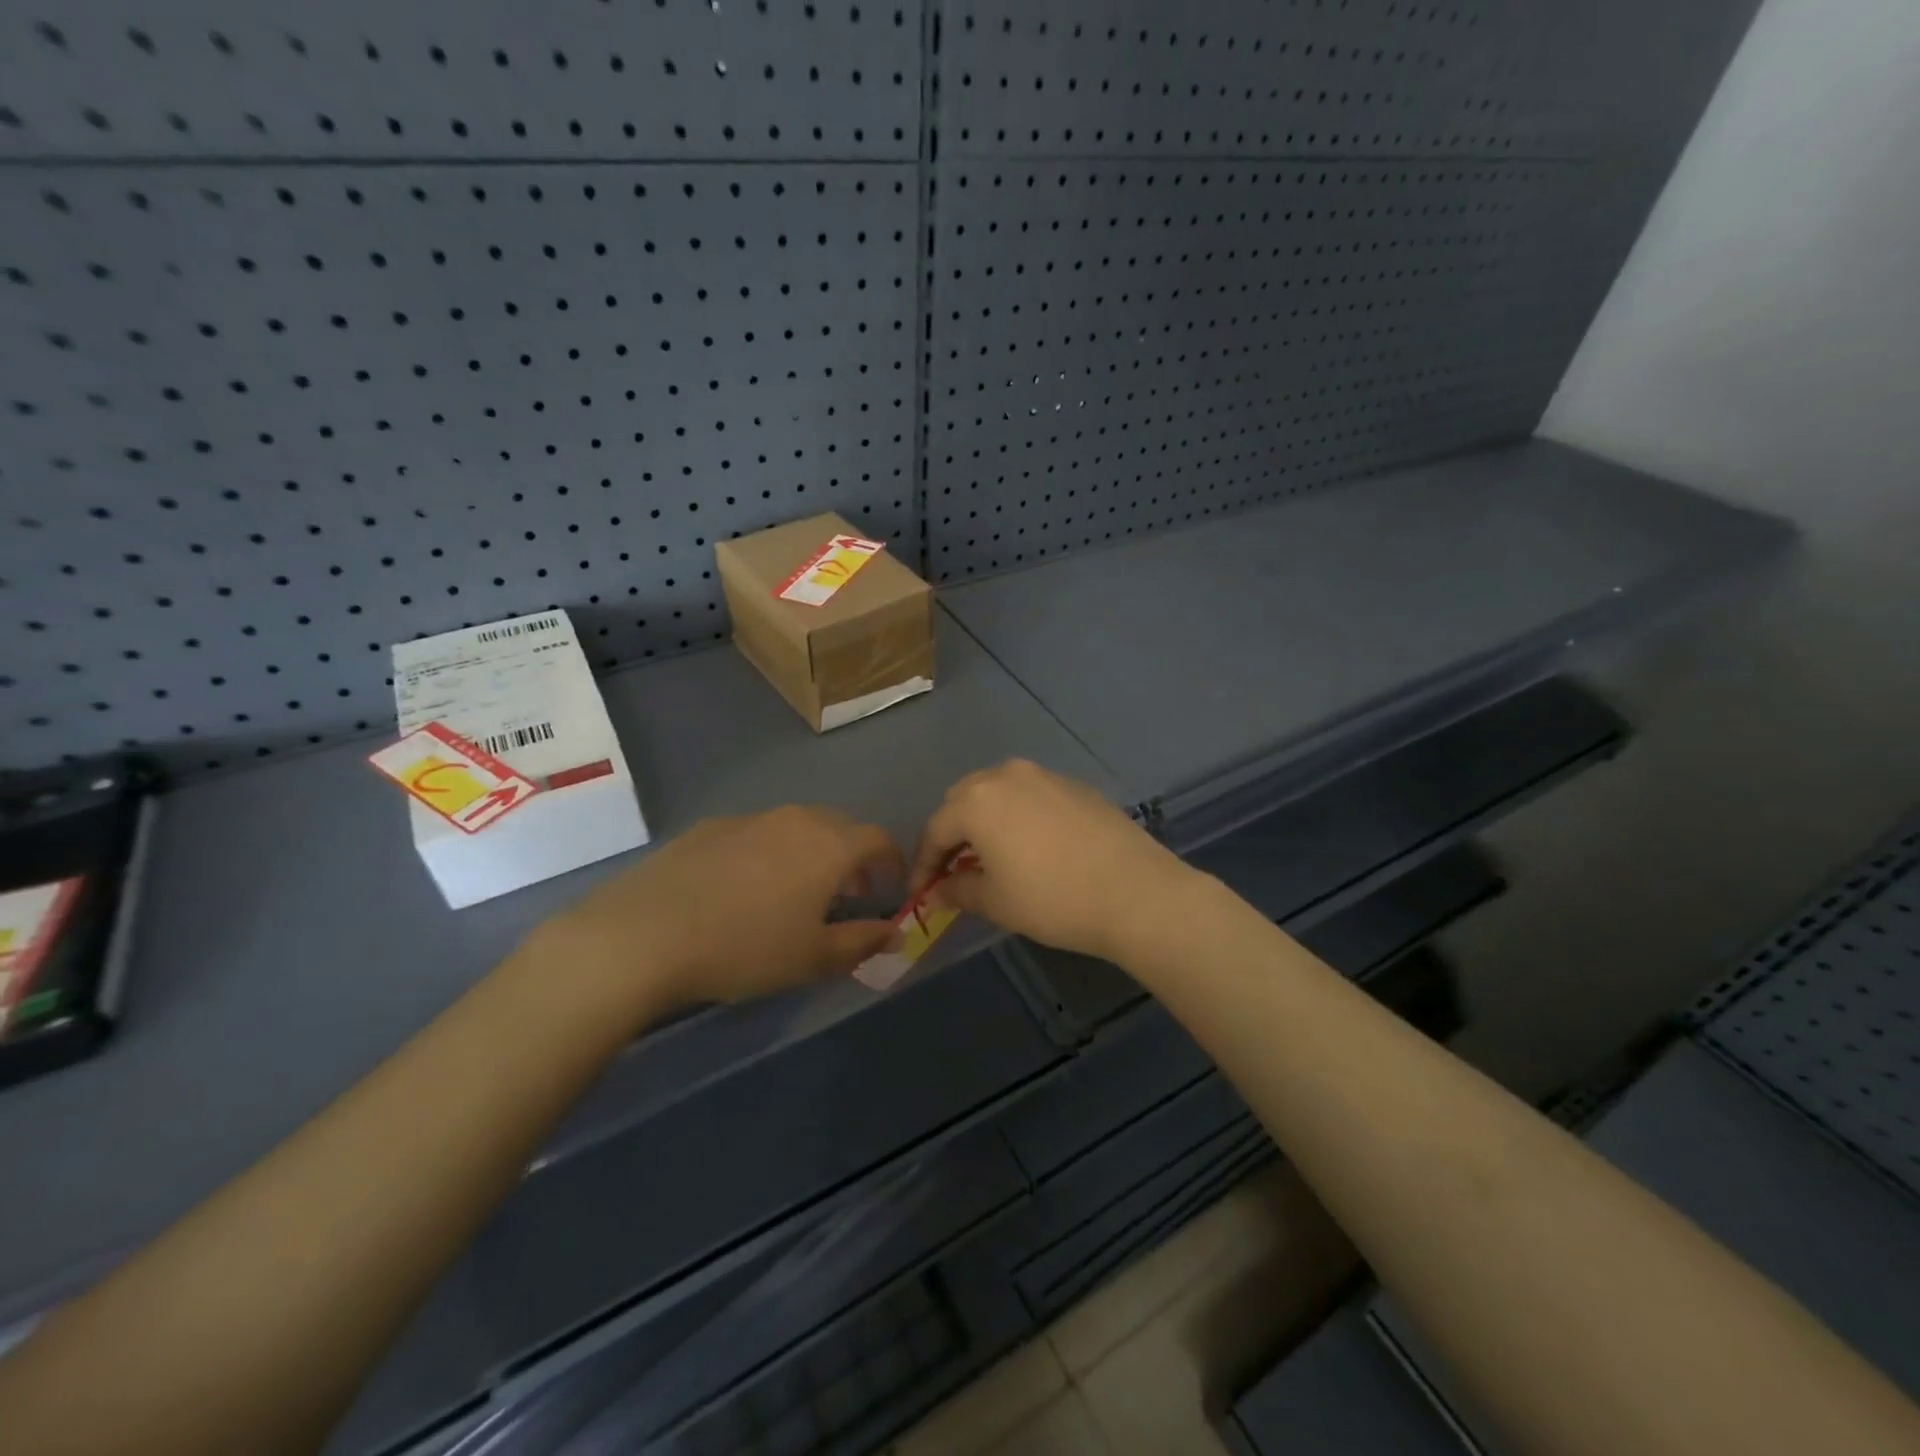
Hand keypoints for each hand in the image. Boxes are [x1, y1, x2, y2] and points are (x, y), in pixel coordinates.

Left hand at [537, 807, 904, 1013]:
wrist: (644, 934)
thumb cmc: (744, 947)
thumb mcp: (812, 958)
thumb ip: (862, 942)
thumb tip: (895, 932)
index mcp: (829, 845)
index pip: (879, 839)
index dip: (892, 863)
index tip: (889, 890)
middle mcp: (795, 819)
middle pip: (839, 827)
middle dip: (852, 857)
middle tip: (846, 894)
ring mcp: (749, 818)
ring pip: (796, 827)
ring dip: (810, 853)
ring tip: (795, 892)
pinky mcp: (710, 827)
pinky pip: (756, 833)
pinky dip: (768, 853)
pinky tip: (742, 889)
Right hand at [910, 760, 1194, 962]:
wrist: (1134, 892)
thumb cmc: (1051, 899)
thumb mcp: (995, 902)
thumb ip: (957, 891)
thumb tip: (939, 890)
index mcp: (977, 800)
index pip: (935, 829)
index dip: (923, 864)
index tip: (919, 893)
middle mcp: (1006, 775)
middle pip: (963, 800)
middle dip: (952, 835)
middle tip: (951, 871)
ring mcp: (1045, 776)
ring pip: (999, 793)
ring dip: (985, 821)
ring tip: (989, 856)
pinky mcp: (1076, 786)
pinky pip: (1032, 796)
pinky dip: (1019, 817)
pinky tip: (1031, 846)